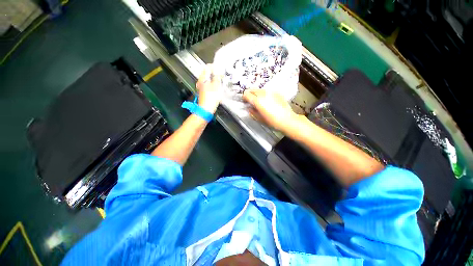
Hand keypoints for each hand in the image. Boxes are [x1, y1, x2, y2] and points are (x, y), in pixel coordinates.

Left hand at [196, 64, 222, 113]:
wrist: (206, 109)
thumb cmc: (210, 98)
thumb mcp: (216, 86)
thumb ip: (217, 78)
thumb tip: (218, 73)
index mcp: (202, 79)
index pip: (207, 68)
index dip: (213, 66)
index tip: (219, 67)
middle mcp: (200, 83)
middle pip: (207, 74)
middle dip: (214, 73)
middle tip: (220, 74)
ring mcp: (201, 88)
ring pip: (208, 81)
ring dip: (214, 80)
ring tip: (220, 81)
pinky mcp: (204, 93)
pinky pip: (209, 86)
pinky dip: (213, 85)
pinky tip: (217, 88)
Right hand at [243, 89, 301, 132]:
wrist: (287, 120)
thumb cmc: (273, 121)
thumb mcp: (259, 118)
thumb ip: (252, 112)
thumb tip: (249, 108)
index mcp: (257, 101)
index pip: (246, 94)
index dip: (244, 98)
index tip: (245, 101)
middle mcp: (263, 94)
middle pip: (252, 89)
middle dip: (250, 94)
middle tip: (251, 101)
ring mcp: (271, 92)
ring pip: (260, 89)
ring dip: (257, 94)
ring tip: (260, 101)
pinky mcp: (277, 93)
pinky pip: (267, 91)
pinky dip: (265, 95)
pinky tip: (268, 101)